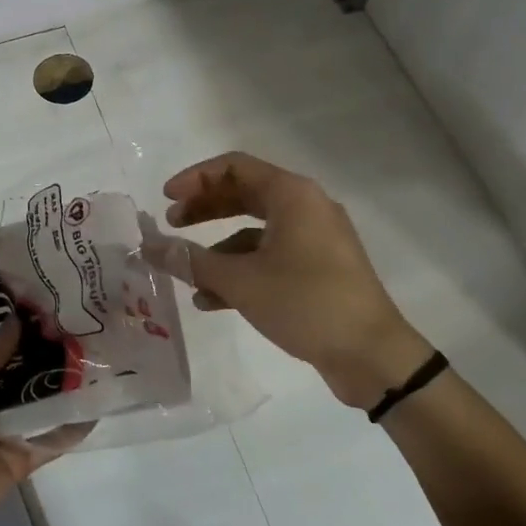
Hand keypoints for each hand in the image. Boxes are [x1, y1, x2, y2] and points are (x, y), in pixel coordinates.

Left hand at [0, 317, 86, 525]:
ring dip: (57, 377)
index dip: (3, 316)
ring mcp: (3, 426)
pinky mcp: (21, 456)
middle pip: (14, 364)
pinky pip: (50, 437)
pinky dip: (72, 423)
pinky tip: (98, 400)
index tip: (34, 290)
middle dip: (38, 343)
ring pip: (35, 395)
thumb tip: (15, 322)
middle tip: (74, 313)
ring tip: (92, 346)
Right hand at [157, 151, 431, 409]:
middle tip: (172, 224)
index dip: (195, 178)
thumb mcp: (241, 281)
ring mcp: (315, 240)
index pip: (234, 167)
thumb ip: (191, 260)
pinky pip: (270, 257)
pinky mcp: (319, 269)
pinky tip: (212, 300)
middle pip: (244, 194)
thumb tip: (150, 247)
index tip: (166, 199)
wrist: (375, 358)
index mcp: (292, 195)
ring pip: (255, 230)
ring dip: (218, 247)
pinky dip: (241, 270)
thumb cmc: (307, 303)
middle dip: (204, 209)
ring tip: (186, 270)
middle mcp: (306, 208)